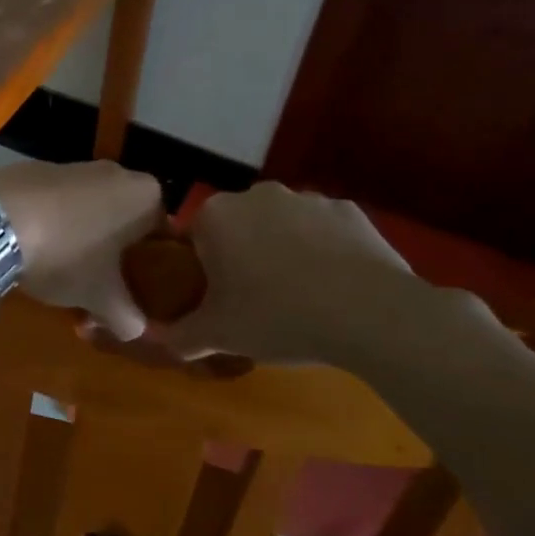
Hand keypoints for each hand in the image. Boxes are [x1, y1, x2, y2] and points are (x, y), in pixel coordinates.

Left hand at [0, 159, 162, 341]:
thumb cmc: (66, 255)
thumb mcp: (102, 298)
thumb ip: (128, 318)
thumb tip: (135, 331)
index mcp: (146, 194)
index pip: (164, 232)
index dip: (152, 265)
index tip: (137, 289)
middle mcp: (116, 171)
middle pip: (125, 219)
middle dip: (115, 251)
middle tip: (102, 284)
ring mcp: (73, 165)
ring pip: (90, 208)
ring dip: (82, 236)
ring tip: (64, 269)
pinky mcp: (35, 168)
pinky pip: (56, 201)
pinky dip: (52, 220)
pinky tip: (34, 246)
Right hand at [156, 181, 430, 367]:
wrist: (370, 314)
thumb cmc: (276, 316)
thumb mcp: (218, 336)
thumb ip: (181, 337)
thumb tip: (164, 340)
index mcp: (216, 216)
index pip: (192, 239)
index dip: (200, 271)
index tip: (214, 300)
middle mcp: (257, 195)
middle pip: (237, 228)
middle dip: (241, 256)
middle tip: (253, 302)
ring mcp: (308, 198)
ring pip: (281, 226)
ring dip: (282, 252)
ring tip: (299, 298)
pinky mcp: (351, 211)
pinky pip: (324, 231)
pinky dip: (324, 252)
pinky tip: (334, 287)